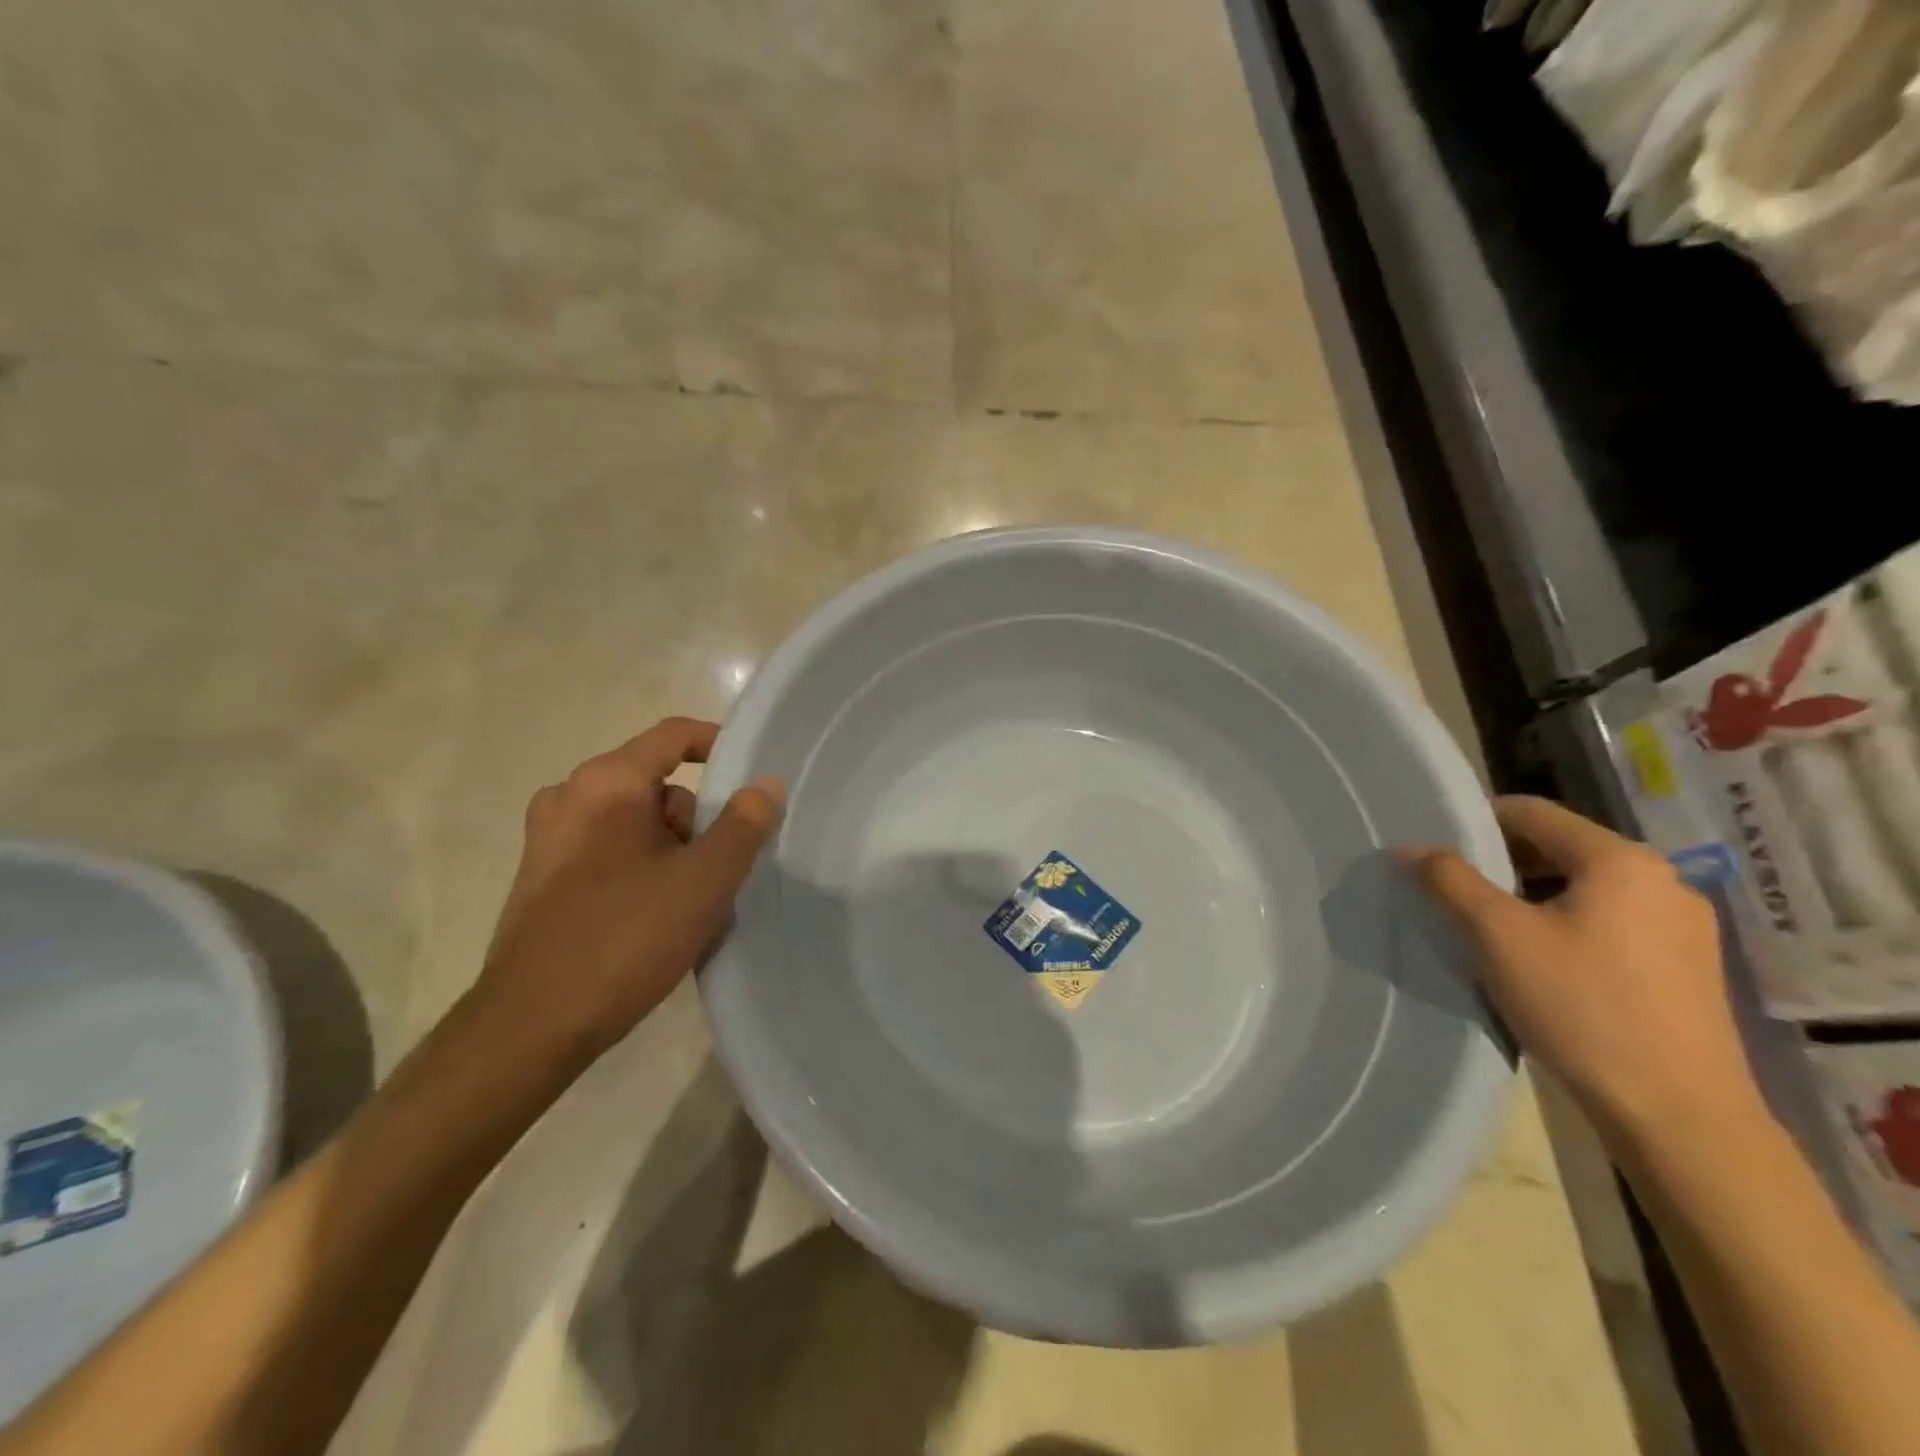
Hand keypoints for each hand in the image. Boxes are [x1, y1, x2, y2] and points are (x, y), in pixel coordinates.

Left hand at [473, 717, 783, 1059]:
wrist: (531, 1027)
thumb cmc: (624, 938)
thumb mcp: (704, 881)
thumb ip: (744, 825)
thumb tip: (766, 783)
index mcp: (605, 783)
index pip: (674, 735)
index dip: (720, 747)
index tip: (755, 781)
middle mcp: (570, 797)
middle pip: (659, 786)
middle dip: (699, 822)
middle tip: (721, 872)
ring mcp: (550, 839)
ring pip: (638, 824)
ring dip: (675, 853)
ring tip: (695, 907)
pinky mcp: (543, 878)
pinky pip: (611, 852)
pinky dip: (644, 871)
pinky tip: (659, 921)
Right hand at [1401, 796, 1762, 1146]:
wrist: (1680, 1117)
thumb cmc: (1582, 1008)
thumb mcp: (1497, 936)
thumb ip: (1449, 880)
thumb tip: (1409, 848)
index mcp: (1621, 860)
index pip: (1531, 811)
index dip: (1475, 822)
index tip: (1434, 850)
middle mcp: (1662, 880)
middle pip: (1559, 847)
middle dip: (1500, 863)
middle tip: (1452, 891)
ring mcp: (1683, 926)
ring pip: (1583, 887)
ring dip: (1530, 896)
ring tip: (1489, 929)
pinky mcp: (1687, 967)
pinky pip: (1610, 921)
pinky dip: (1564, 924)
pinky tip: (1540, 962)